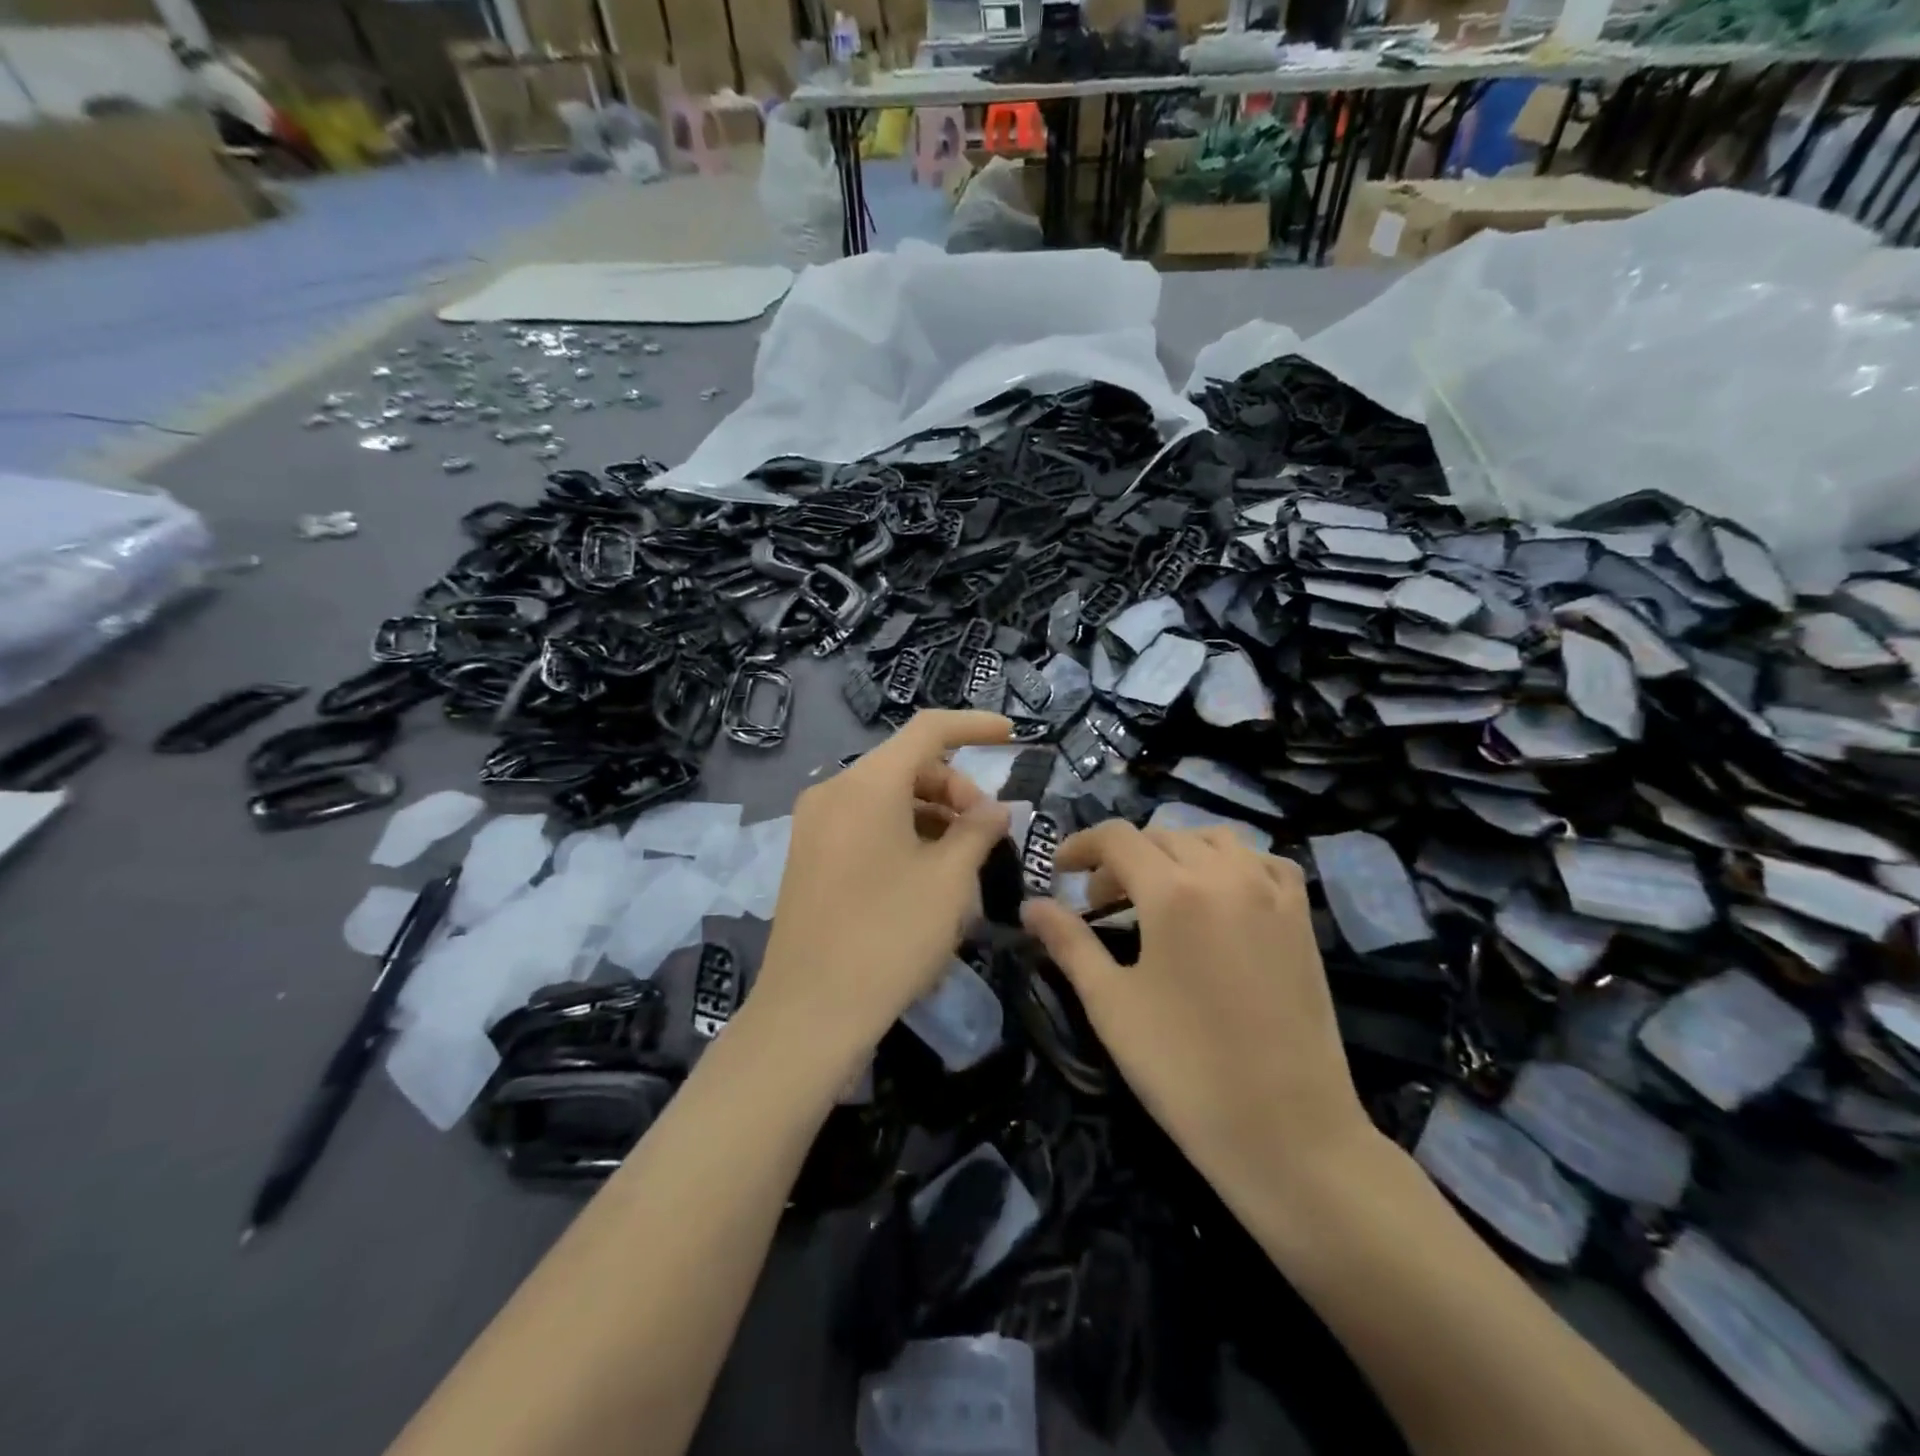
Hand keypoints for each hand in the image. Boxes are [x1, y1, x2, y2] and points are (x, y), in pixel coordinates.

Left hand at [750, 710, 1012, 1068]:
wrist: (809, 1013)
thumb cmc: (889, 936)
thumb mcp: (949, 880)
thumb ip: (978, 830)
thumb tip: (995, 808)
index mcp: (867, 784)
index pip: (928, 730)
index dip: (975, 726)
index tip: (1012, 735)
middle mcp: (834, 791)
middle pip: (907, 765)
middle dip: (956, 788)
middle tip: (988, 831)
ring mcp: (814, 824)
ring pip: (887, 796)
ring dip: (932, 813)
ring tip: (964, 856)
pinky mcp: (808, 855)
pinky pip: (865, 823)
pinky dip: (903, 831)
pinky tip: (927, 870)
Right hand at [1021, 822, 1372, 1187]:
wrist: (1286, 1132)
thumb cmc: (1183, 1069)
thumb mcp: (1111, 1004)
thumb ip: (1068, 942)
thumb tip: (1031, 905)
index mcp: (1173, 892)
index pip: (1117, 838)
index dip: (1080, 846)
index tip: (1059, 872)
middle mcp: (1225, 875)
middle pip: (1161, 836)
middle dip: (1121, 858)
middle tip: (1100, 903)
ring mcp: (1272, 893)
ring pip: (1214, 840)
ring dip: (1175, 852)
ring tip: (1157, 894)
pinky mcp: (1302, 918)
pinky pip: (1264, 862)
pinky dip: (1233, 863)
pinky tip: (1221, 894)